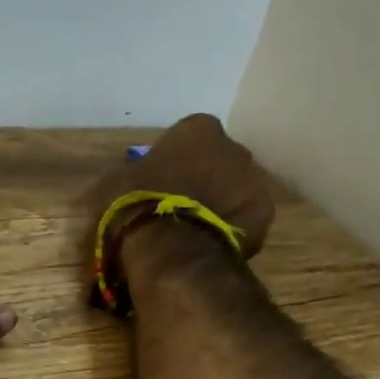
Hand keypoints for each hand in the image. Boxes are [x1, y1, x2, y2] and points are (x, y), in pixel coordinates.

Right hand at [81, 113, 276, 263]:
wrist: (171, 249)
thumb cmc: (137, 206)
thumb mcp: (114, 183)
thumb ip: (132, 174)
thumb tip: (133, 179)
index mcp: (197, 129)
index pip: (187, 137)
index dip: (173, 160)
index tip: (160, 182)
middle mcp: (234, 146)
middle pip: (217, 161)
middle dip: (202, 179)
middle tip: (179, 207)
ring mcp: (254, 180)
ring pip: (235, 189)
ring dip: (219, 204)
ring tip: (194, 231)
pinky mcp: (264, 214)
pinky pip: (244, 218)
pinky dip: (231, 228)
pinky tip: (209, 245)